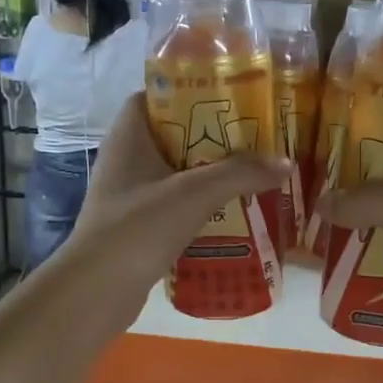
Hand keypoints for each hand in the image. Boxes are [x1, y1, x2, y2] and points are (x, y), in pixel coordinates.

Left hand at [64, 93, 289, 316]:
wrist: (97, 292)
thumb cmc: (138, 228)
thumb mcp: (194, 194)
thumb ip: (240, 173)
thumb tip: (285, 162)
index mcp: (129, 136)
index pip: (154, 96)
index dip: (188, 90)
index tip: (228, 96)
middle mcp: (126, 160)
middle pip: (174, 135)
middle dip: (213, 136)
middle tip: (255, 136)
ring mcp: (131, 195)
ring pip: (178, 173)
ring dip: (212, 174)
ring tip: (254, 172)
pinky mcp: (138, 226)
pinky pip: (176, 205)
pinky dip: (202, 206)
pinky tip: (235, 213)